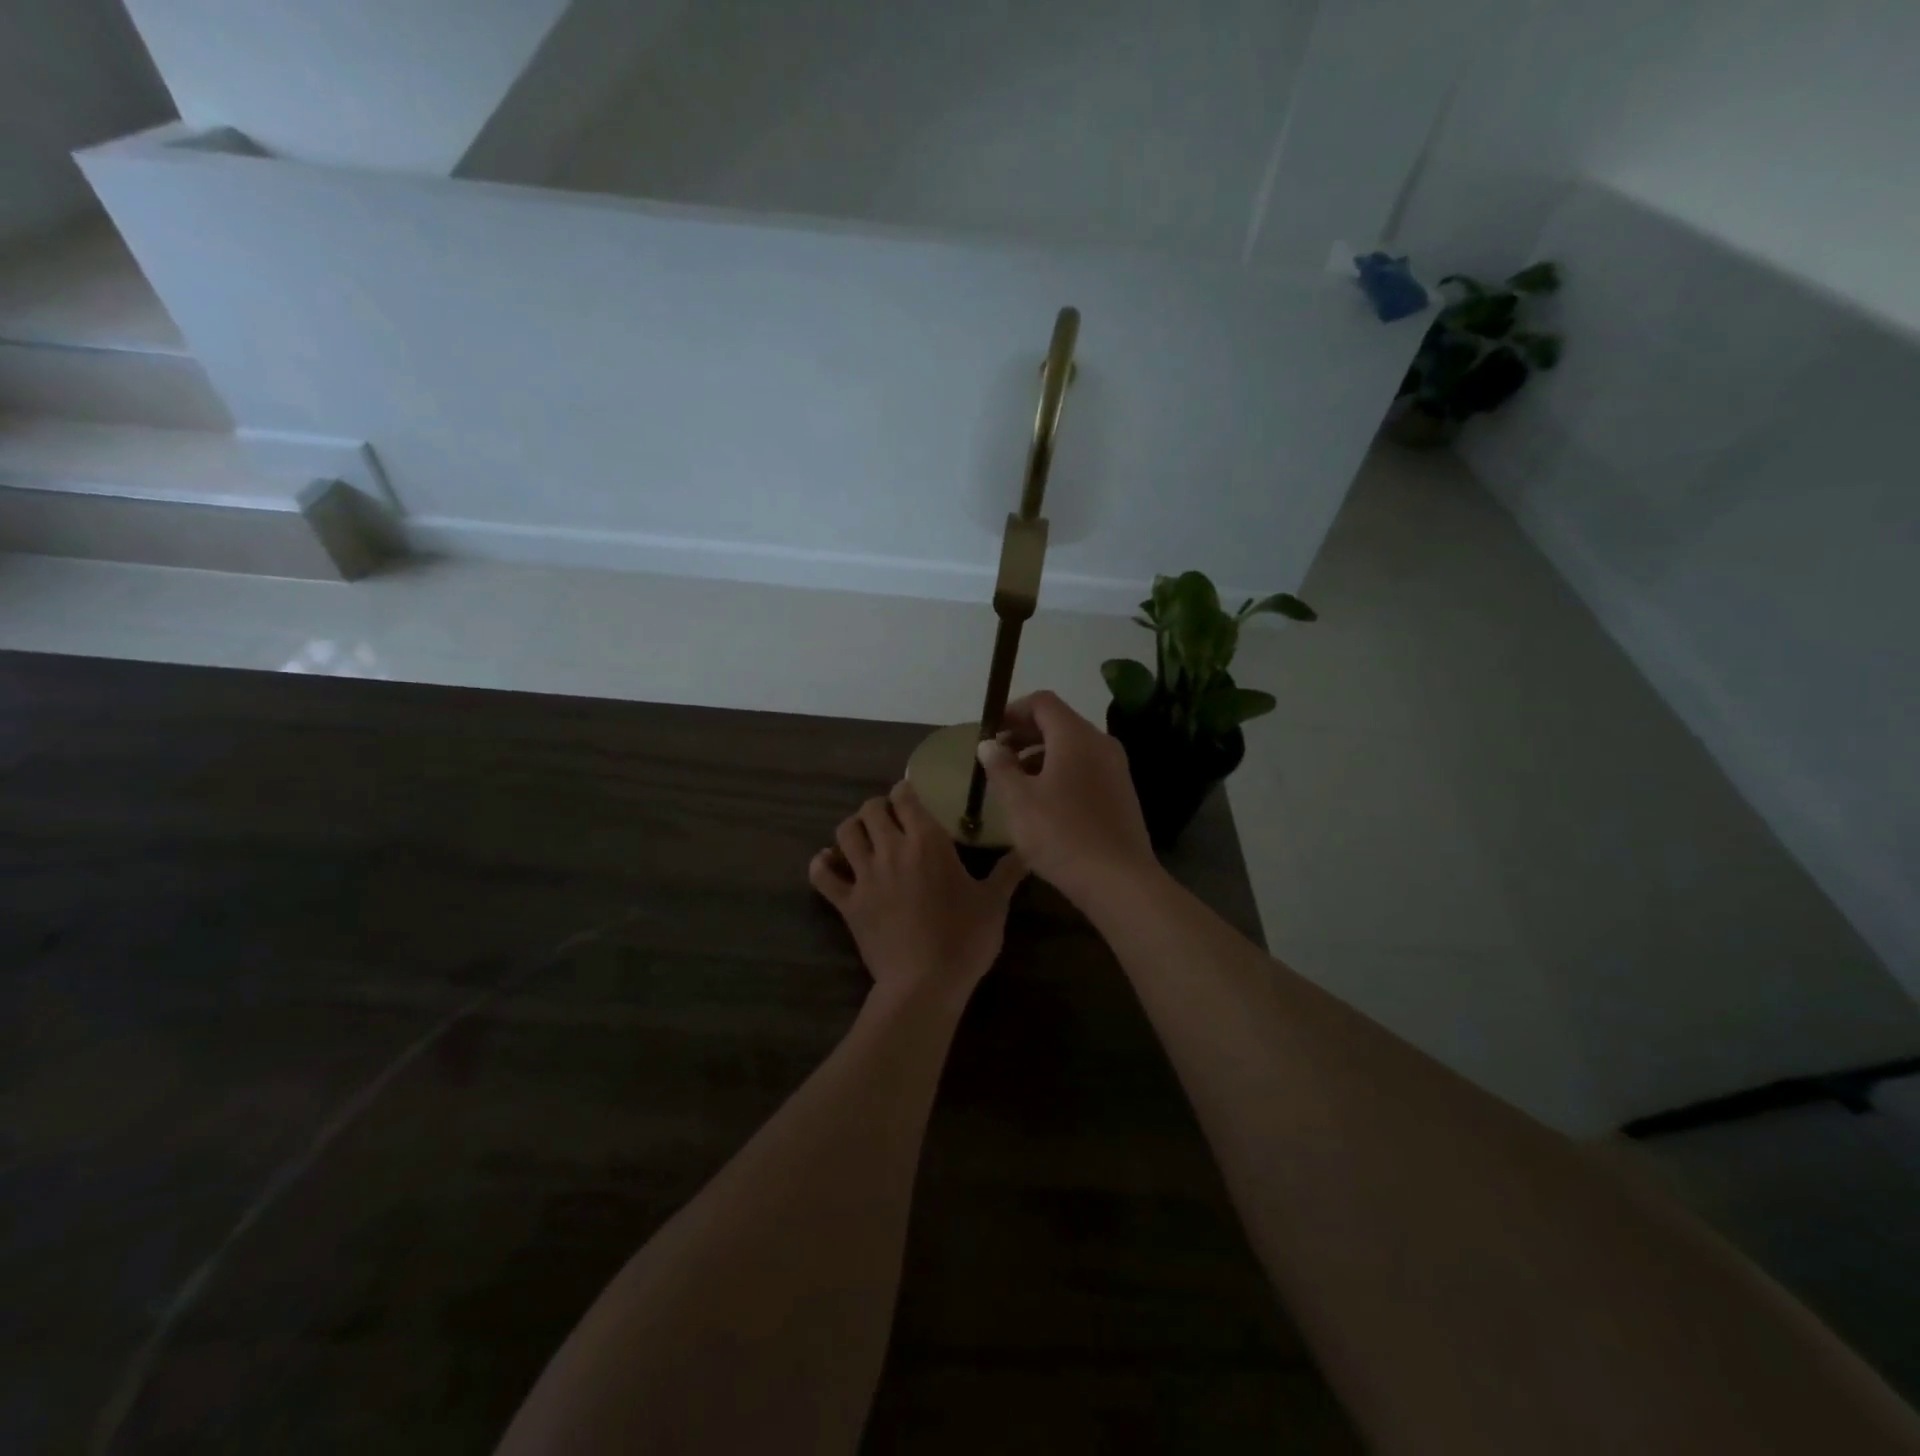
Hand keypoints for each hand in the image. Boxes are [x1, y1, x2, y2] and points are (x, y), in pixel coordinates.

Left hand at [809, 781, 1026, 1002]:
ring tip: (865, 837)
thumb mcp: (994, 903)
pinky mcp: (847, 903)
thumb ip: (1009, 871)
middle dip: (879, 807)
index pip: (906, 798)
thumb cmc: (965, 939)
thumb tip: (1028, 849)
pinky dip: (822, 865)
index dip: (906, 790)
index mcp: (928, 842)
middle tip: (891, 819)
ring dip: (853, 828)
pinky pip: (822, 875)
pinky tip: (830, 863)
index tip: (912, 795)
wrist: (925, 983)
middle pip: (871, 809)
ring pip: (845, 833)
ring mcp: (865, 876)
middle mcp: (892, 850)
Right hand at [973, 691, 1158, 907]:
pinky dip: (1061, 771)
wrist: (1118, 880)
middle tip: (997, 756)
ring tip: (1015, 781)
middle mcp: (1100, 743)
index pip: (1042, 702)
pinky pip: (1086, 767)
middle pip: (1059, 722)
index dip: (1012, 711)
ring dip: (1041, 755)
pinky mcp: (1121, 792)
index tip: (990, 732)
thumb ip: (1000, 767)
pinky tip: (1044, 801)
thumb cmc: (1061, 834)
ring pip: (1072, 747)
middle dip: (1024, 734)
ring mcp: (1116, 768)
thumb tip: (989, 744)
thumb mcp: (1018, 801)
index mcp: (1075, 736)